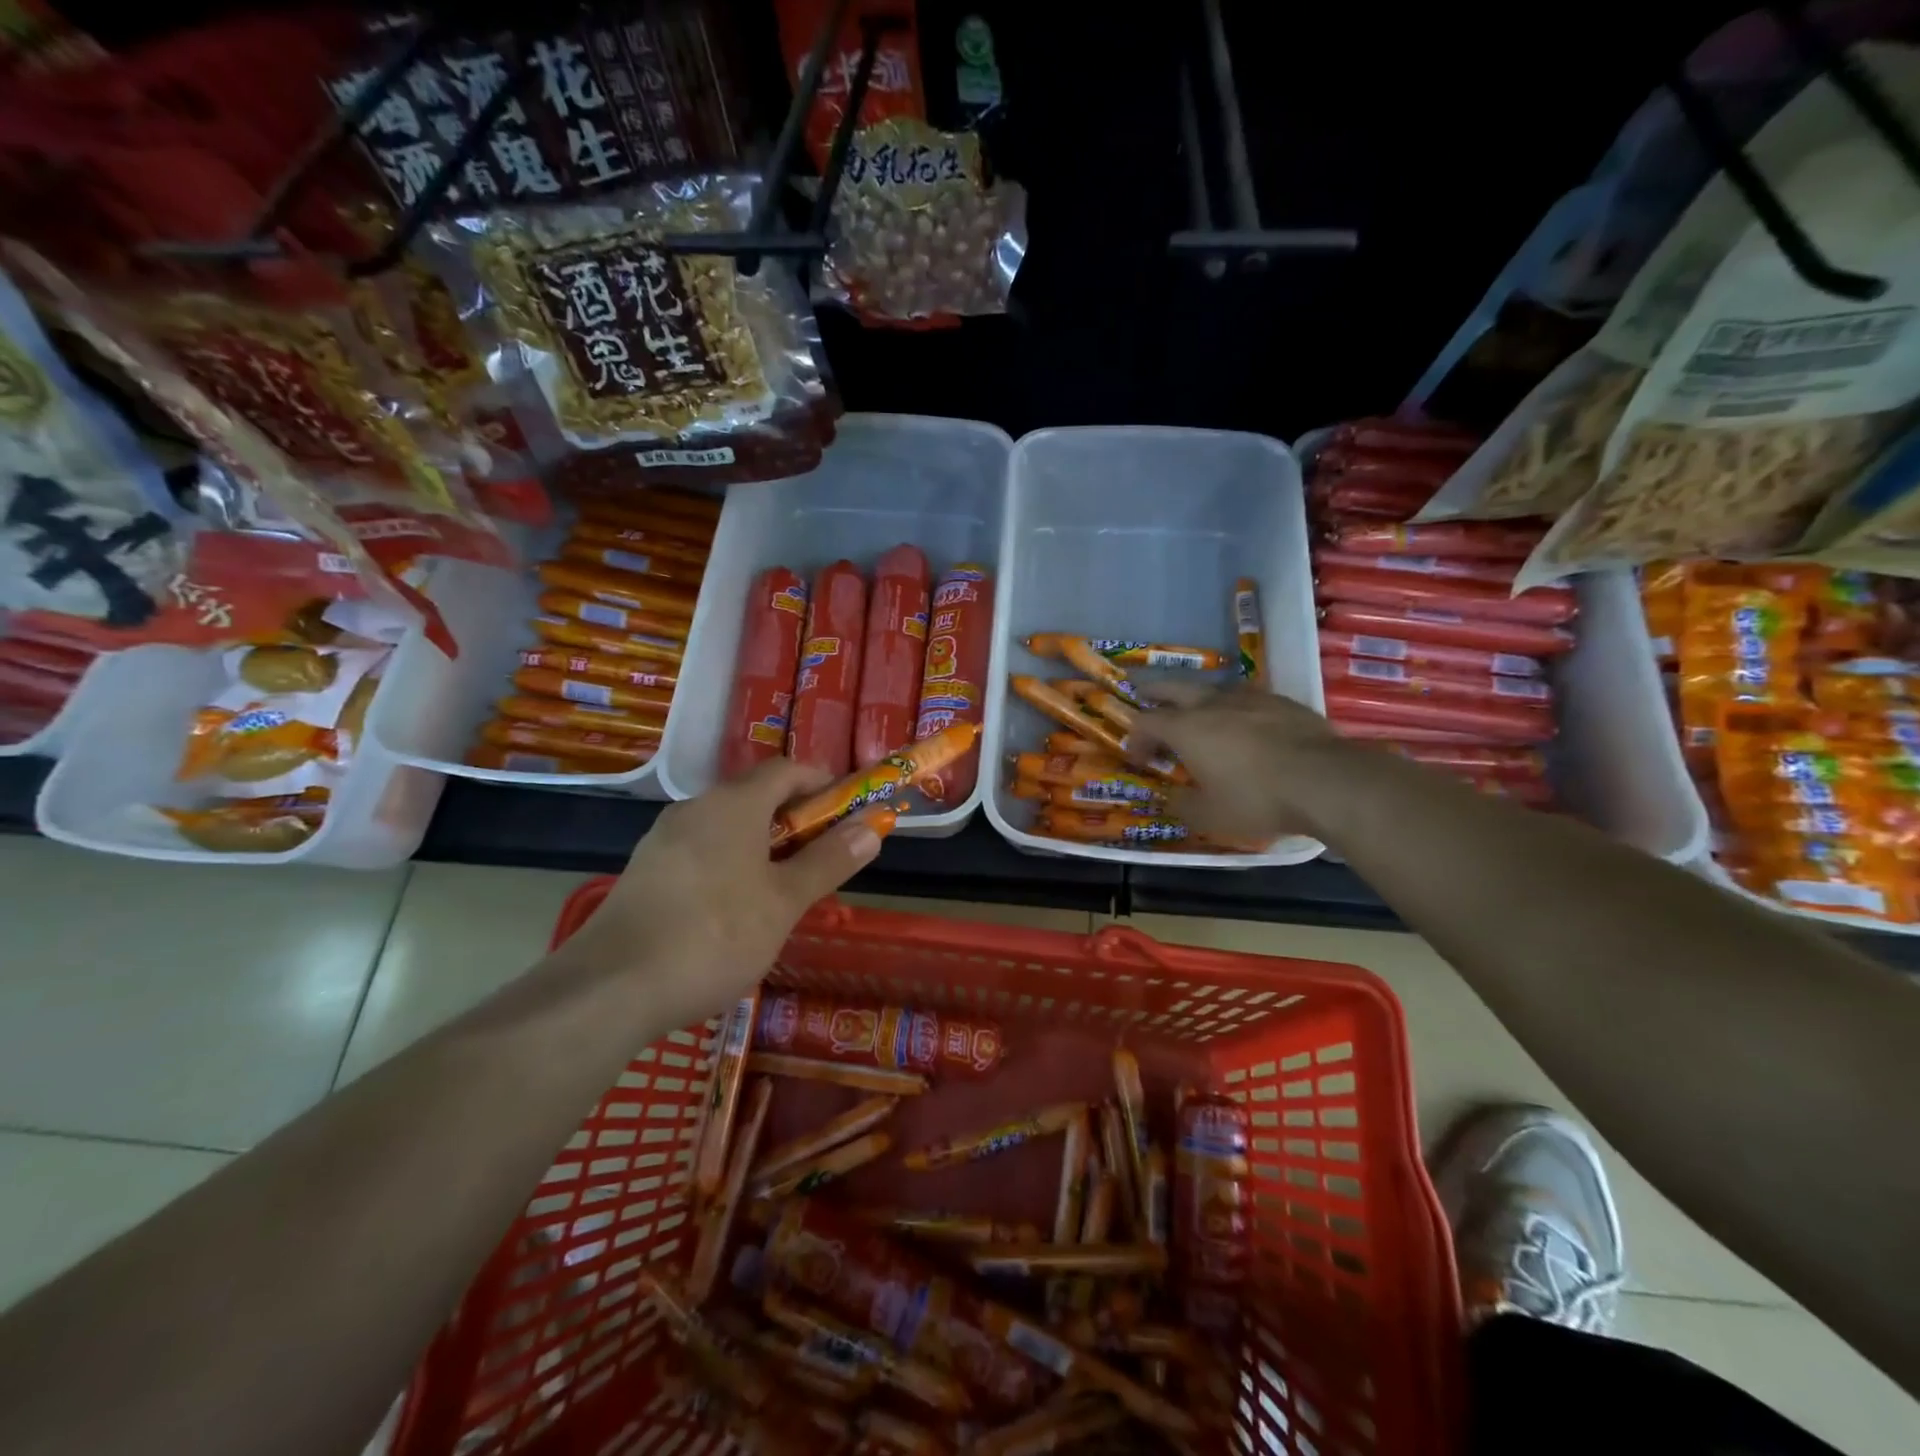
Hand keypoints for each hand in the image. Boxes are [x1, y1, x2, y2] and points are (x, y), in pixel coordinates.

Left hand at [559, 759, 885, 1021]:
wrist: (610, 988)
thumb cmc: (714, 935)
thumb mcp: (784, 901)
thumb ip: (829, 861)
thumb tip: (873, 826)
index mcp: (734, 803)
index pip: (786, 769)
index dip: (822, 782)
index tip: (848, 809)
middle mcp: (696, 808)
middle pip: (756, 796)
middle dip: (796, 818)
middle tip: (823, 856)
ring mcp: (664, 839)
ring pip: (727, 826)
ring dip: (763, 843)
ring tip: (784, 887)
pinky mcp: (645, 871)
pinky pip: (701, 850)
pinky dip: (730, 862)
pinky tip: (735, 909)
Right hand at [1126, 683, 1358, 840]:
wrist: (1326, 781)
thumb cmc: (1257, 799)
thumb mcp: (1209, 816)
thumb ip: (1183, 805)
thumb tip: (1173, 798)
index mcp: (1187, 728)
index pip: (1146, 722)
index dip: (1135, 738)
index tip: (1138, 759)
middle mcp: (1213, 704)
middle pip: (1173, 687)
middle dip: (1154, 692)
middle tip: (1144, 696)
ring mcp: (1251, 698)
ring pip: (1214, 689)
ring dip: (1198, 699)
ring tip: (1199, 714)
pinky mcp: (1283, 702)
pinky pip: (1249, 699)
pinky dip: (1236, 709)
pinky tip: (1247, 725)